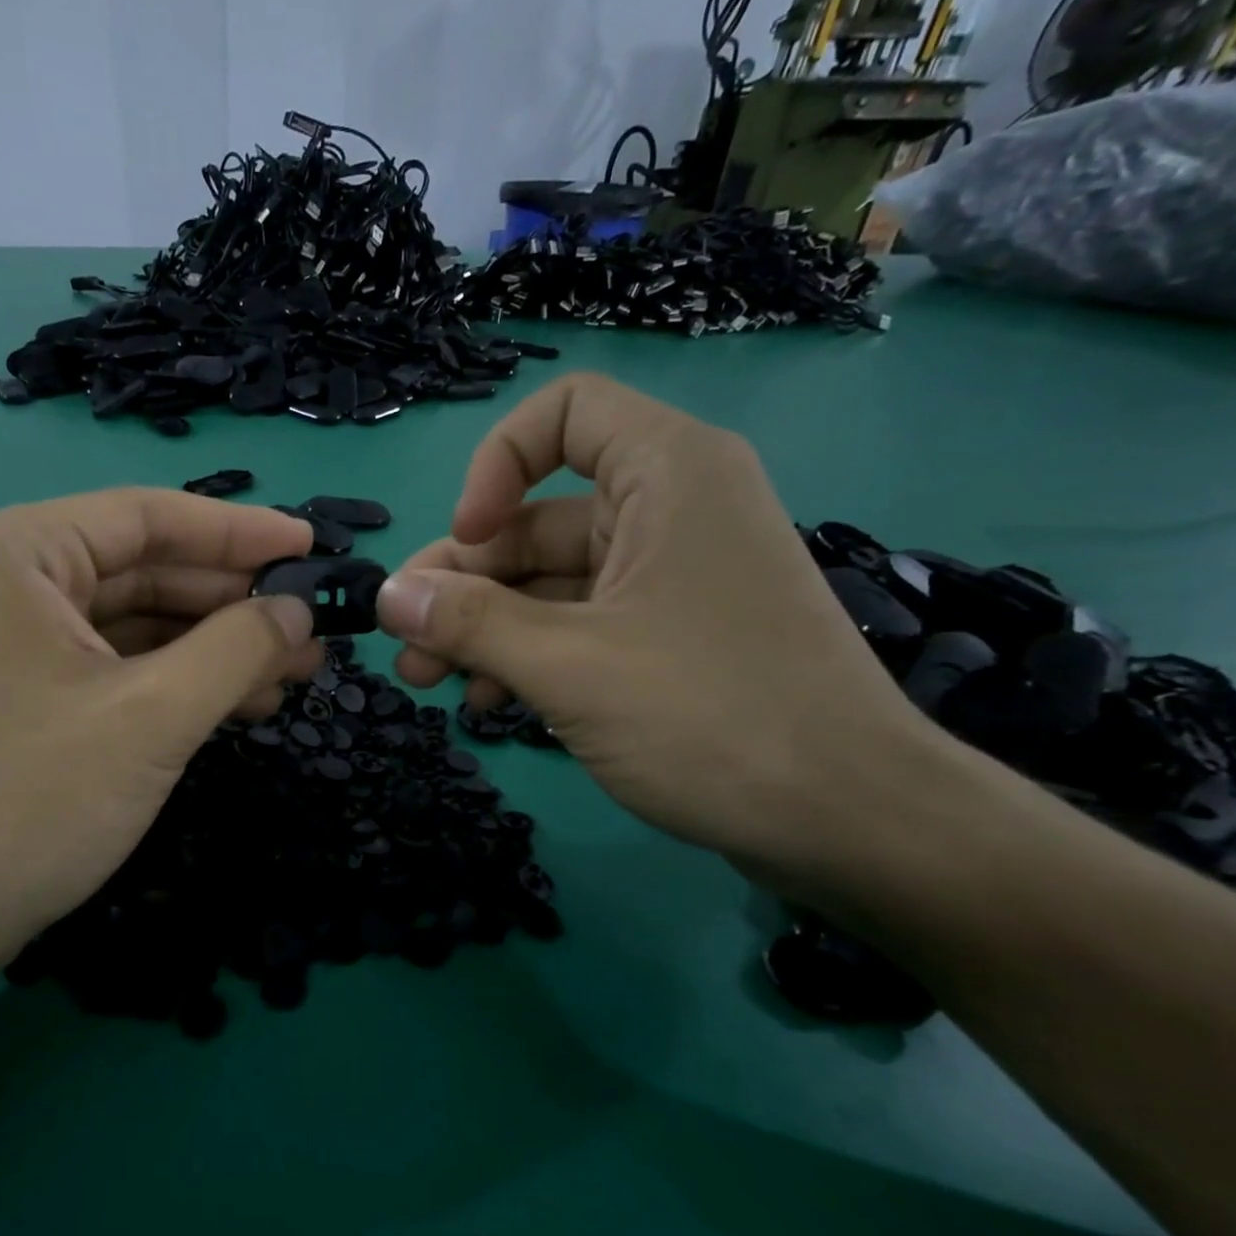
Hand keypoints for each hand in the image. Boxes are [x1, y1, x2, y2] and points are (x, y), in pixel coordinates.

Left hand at [0, 488, 320, 980]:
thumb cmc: (30, 800)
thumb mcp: (153, 716)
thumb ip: (238, 648)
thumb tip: (299, 611)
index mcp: (18, 552)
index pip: (149, 518)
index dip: (240, 532)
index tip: (311, 549)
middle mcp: (9, 579)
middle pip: (146, 570)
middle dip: (234, 603)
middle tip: (314, 628)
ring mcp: (14, 641)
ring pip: (138, 624)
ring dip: (216, 648)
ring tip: (295, 671)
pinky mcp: (27, 694)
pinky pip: (119, 667)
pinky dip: (180, 682)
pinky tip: (241, 701)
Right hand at [378, 373, 923, 873]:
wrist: (848, 820)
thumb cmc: (710, 717)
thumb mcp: (569, 665)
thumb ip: (468, 624)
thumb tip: (387, 596)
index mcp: (666, 476)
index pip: (564, 414)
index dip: (497, 466)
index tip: (467, 538)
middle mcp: (668, 512)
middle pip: (536, 520)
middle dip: (462, 582)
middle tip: (405, 643)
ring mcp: (668, 581)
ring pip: (548, 584)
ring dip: (482, 629)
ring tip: (427, 683)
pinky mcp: (667, 639)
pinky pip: (577, 627)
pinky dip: (527, 656)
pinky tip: (488, 702)